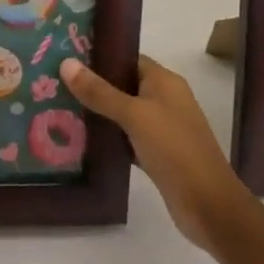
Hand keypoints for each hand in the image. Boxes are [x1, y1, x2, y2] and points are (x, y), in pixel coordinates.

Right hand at [61, 55, 251, 252]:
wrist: (209, 206)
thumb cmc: (174, 149)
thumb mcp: (134, 115)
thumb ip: (99, 92)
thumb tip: (65, 62)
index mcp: (164, 81)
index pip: (127, 58)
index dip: (99, 57)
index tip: (66, 58)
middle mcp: (164, 100)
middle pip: (123, 85)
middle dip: (93, 86)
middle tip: (54, 84)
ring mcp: (162, 128)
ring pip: (123, 113)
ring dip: (98, 113)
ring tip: (60, 109)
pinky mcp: (157, 154)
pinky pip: (126, 138)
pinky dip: (108, 138)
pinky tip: (81, 140)